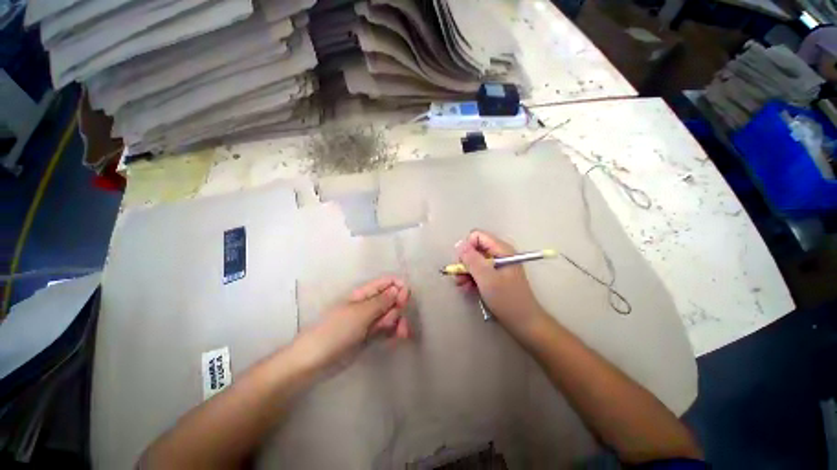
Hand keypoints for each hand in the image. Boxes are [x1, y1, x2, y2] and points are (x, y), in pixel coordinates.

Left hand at [297, 276, 410, 368]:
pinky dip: (395, 331)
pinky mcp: (371, 336)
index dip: (399, 286)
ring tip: (400, 333)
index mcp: (364, 293)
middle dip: (398, 307)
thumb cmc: (336, 330)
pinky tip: (400, 336)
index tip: (406, 297)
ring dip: (399, 321)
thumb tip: (398, 288)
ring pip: (392, 315)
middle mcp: (369, 304)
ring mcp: (370, 320)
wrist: (316, 360)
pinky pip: (388, 329)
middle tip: (393, 319)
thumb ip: (382, 301)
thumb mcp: (361, 313)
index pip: (386, 283)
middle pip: (392, 299)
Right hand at [454, 231, 545, 332]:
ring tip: (461, 285)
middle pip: (475, 248)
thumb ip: (472, 259)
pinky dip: (471, 278)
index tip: (462, 263)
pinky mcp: (495, 276)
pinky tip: (467, 288)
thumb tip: (459, 243)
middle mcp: (499, 253)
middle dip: (464, 262)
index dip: (467, 247)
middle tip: (459, 276)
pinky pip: (479, 271)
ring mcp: (497, 265)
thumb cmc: (506, 299)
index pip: (477, 236)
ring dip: (466, 272)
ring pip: (474, 261)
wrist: (523, 322)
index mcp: (501, 249)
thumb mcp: (486, 278)